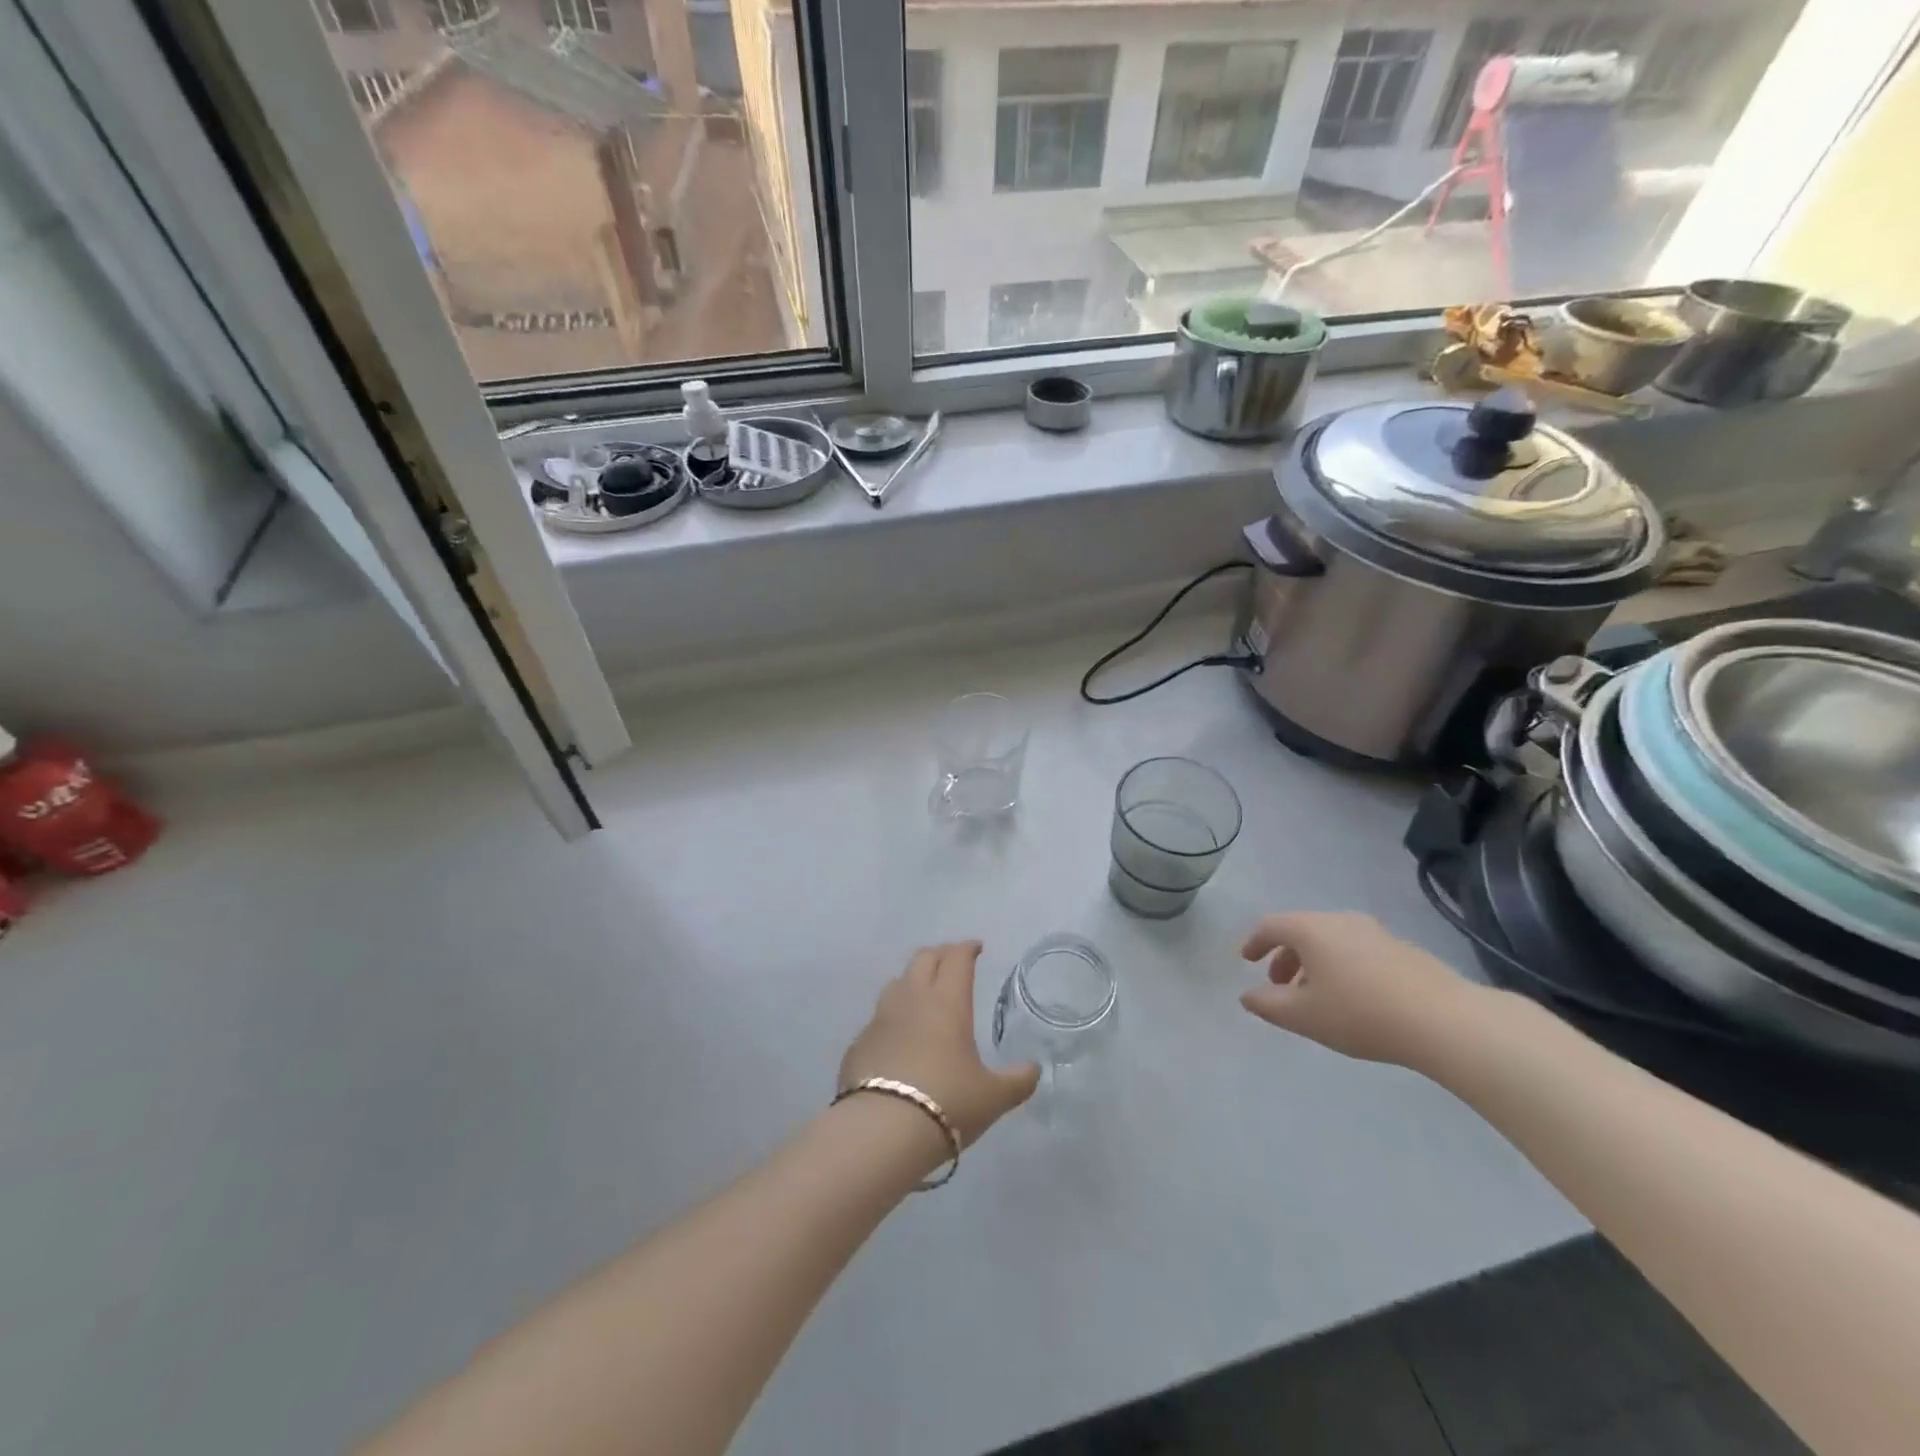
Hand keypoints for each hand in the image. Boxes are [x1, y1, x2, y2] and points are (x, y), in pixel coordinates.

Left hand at [839, 941, 1040, 1148]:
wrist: (882, 1130)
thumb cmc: (947, 1103)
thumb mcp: (993, 1097)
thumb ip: (1017, 1080)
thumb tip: (1033, 1070)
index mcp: (947, 1002)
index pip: (957, 959)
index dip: (967, 948)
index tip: (976, 948)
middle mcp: (912, 1000)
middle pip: (923, 959)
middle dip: (940, 954)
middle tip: (952, 962)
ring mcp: (880, 1019)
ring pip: (896, 983)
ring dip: (912, 980)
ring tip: (923, 993)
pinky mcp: (859, 1043)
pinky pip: (878, 1018)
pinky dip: (892, 1018)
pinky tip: (898, 1037)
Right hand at [1238, 912, 1487, 1068]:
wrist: (1444, 1021)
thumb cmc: (1361, 1014)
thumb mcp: (1303, 1016)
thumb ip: (1268, 1005)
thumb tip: (1248, 996)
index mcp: (1311, 930)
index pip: (1271, 926)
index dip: (1254, 942)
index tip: (1246, 960)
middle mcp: (1340, 920)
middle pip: (1302, 930)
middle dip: (1284, 956)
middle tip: (1278, 984)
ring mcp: (1375, 932)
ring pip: (1331, 941)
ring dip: (1314, 963)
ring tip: (1315, 996)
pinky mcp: (1402, 949)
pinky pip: (1357, 950)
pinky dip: (1341, 966)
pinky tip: (1353, 998)